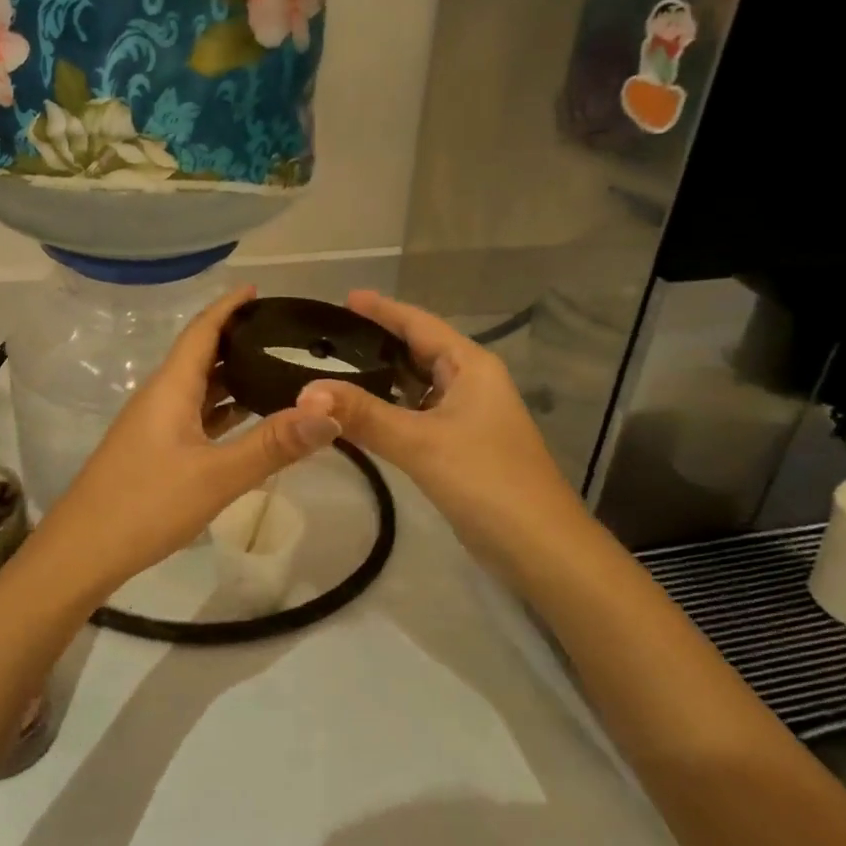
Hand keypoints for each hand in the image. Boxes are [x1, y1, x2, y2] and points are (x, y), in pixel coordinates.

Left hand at [27, 285, 342, 601]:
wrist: (82, 552)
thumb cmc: (145, 505)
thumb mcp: (216, 477)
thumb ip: (273, 445)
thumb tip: (330, 413)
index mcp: (170, 388)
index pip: (202, 330)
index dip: (229, 306)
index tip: (259, 290)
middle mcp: (160, 397)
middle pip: (201, 355)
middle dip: (239, 339)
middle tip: (285, 334)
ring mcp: (154, 426)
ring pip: (199, 388)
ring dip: (233, 376)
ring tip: (277, 370)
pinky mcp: (154, 452)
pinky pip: (196, 417)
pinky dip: (224, 411)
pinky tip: (248, 421)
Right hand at [296, 291, 586, 575]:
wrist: (540, 548)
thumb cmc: (487, 481)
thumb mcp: (420, 443)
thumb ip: (363, 415)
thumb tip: (306, 392)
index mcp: (471, 366)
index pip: (419, 324)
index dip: (382, 309)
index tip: (344, 297)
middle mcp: (472, 383)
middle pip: (418, 351)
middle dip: (376, 342)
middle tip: (327, 338)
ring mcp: (468, 416)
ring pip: (417, 386)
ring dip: (382, 378)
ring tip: (334, 370)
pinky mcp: (461, 446)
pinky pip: (418, 414)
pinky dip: (390, 409)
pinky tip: (361, 415)